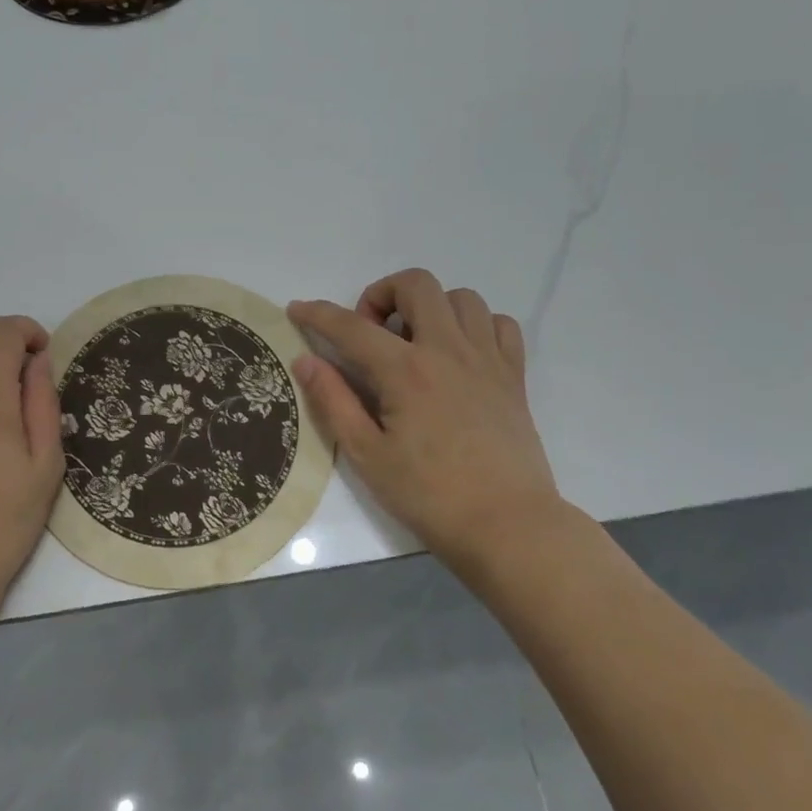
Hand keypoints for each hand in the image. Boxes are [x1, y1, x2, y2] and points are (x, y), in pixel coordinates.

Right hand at [288, 269, 560, 575]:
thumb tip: (305, 360)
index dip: (318, 313)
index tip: (298, 309)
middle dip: (382, 293)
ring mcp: (487, 359)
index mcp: (406, 371)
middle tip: (371, 333)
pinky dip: (476, 325)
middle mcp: (448, 350)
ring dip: (430, 307)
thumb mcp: (368, 455)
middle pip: (417, 284)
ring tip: (416, 342)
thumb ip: (334, 402)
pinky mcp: (514, 376)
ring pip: (462, 297)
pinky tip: (460, 354)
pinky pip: (500, 324)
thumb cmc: (430, 495)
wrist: (508, 526)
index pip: (352, 326)